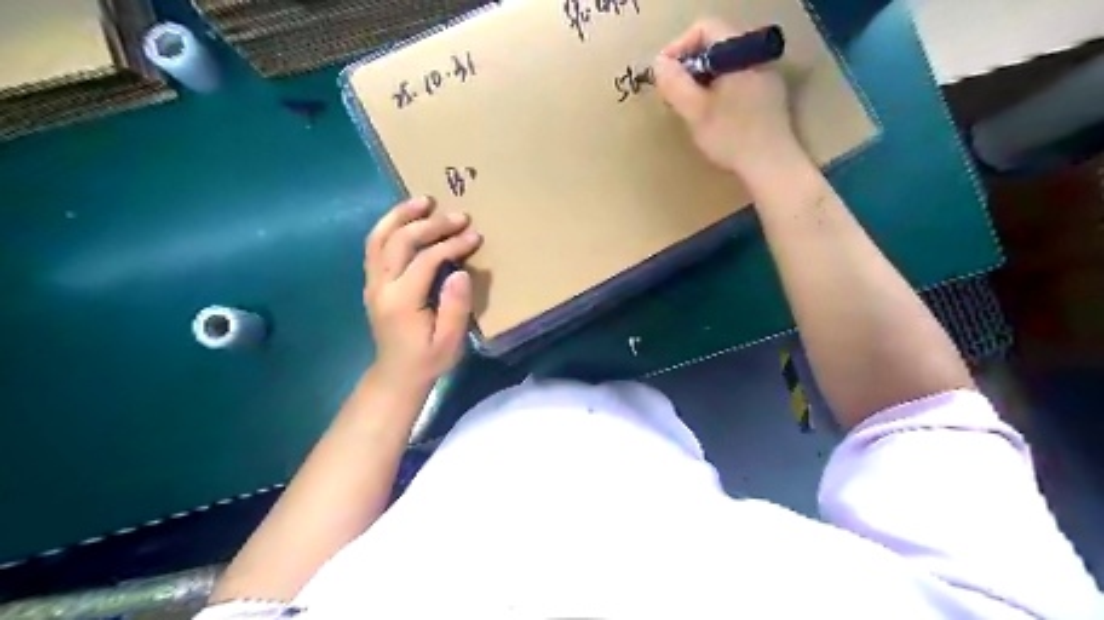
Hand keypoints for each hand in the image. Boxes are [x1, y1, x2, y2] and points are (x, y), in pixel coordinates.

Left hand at [366, 197, 481, 392]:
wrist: (396, 376)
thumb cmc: (427, 361)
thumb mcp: (449, 342)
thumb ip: (455, 307)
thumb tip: (461, 271)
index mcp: (402, 301)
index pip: (426, 260)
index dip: (452, 244)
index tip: (474, 236)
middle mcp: (381, 286)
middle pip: (400, 241)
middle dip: (430, 224)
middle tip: (458, 215)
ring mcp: (372, 282)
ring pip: (378, 237)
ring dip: (400, 215)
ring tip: (424, 200)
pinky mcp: (372, 282)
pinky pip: (375, 246)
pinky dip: (389, 226)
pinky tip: (406, 218)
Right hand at [653, 19, 802, 179]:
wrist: (771, 165)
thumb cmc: (731, 137)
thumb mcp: (695, 111)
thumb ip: (674, 83)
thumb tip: (659, 63)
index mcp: (740, 52)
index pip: (704, 28)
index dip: (678, 48)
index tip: (664, 76)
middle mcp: (756, 56)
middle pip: (714, 46)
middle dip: (689, 67)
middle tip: (673, 95)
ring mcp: (766, 75)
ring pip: (725, 66)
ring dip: (702, 81)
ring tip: (690, 109)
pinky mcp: (769, 95)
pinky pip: (737, 81)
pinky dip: (718, 91)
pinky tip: (712, 117)